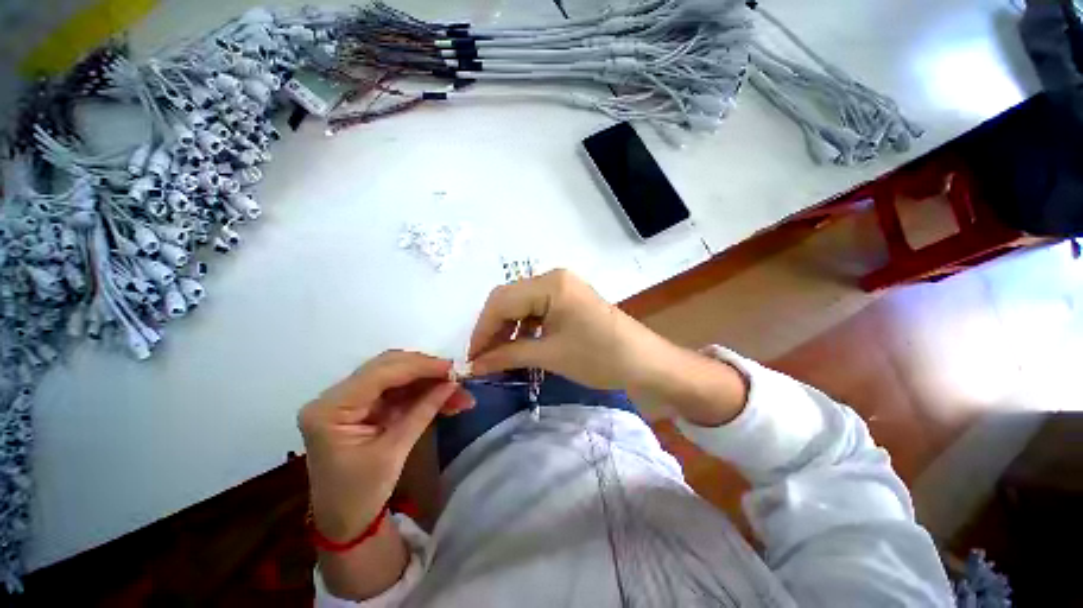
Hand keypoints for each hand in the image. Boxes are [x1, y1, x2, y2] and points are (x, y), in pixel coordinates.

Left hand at [298, 350, 473, 542]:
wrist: (344, 522)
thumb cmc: (360, 494)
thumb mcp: (394, 452)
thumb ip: (423, 411)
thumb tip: (453, 383)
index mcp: (330, 409)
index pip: (380, 373)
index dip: (419, 366)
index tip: (452, 368)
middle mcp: (336, 396)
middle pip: (388, 367)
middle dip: (426, 370)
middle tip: (456, 377)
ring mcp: (351, 399)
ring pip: (398, 375)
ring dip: (429, 381)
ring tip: (457, 391)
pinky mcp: (365, 405)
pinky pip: (399, 390)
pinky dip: (423, 392)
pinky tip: (445, 398)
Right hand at [468, 269, 673, 393]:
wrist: (644, 362)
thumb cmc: (599, 356)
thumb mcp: (550, 355)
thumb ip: (508, 355)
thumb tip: (474, 365)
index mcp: (549, 283)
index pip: (501, 301)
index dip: (483, 330)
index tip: (472, 358)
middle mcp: (553, 277)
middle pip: (510, 300)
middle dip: (494, 329)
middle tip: (484, 359)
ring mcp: (563, 287)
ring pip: (522, 305)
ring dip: (509, 329)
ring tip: (501, 356)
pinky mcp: (569, 299)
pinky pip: (537, 310)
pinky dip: (525, 328)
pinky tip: (521, 346)